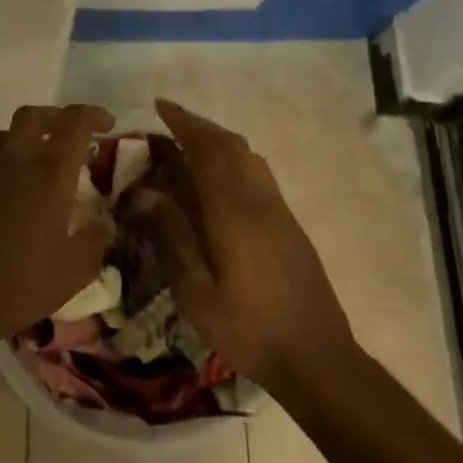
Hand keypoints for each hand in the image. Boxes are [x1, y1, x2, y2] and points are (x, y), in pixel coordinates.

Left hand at [0, 103, 116, 351]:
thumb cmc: (24, 282)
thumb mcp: (76, 268)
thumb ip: (96, 239)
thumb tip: (105, 223)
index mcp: (50, 172)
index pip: (74, 122)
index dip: (94, 115)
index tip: (109, 125)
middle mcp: (16, 162)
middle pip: (33, 116)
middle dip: (57, 117)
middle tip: (74, 134)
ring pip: (6, 134)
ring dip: (28, 135)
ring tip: (43, 158)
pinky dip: (9, 162)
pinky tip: (20, 192)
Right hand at [132, 99, 358, 396]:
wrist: (317, 356)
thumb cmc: (249, 330)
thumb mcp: (197, 293)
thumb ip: (173, 238)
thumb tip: (146, 194)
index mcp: (234, 214)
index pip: (208, 152)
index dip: (184, 124)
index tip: (160, 106)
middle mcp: (259, 201)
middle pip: (231, 146)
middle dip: (199, 126)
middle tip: (168, 120)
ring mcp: (279, 211)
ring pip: (249, 157)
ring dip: (219, 141)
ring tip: (189, 143)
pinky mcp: (289, 224)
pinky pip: (258, 174)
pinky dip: (234, 159)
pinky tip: (218, 179)